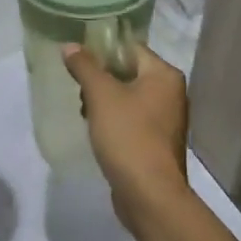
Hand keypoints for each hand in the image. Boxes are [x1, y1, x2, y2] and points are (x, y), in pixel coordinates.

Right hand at [62, 43, 189, 230]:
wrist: (149, 195)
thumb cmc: (128, 135)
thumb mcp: (101, 95)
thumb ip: (84, 66)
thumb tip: (69, 45)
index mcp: (164, 75)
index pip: (130, 48)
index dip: (101, 50)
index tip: (77, 60)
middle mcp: (171, 93)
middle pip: (128, 72)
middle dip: (100, 79)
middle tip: (79, 91)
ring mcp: (166, 120)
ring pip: (128, 97)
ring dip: (104, 101)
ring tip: (85, 113)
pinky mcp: (157, 142)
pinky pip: (132, 119)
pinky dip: (114, 120)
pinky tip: (96, 131)